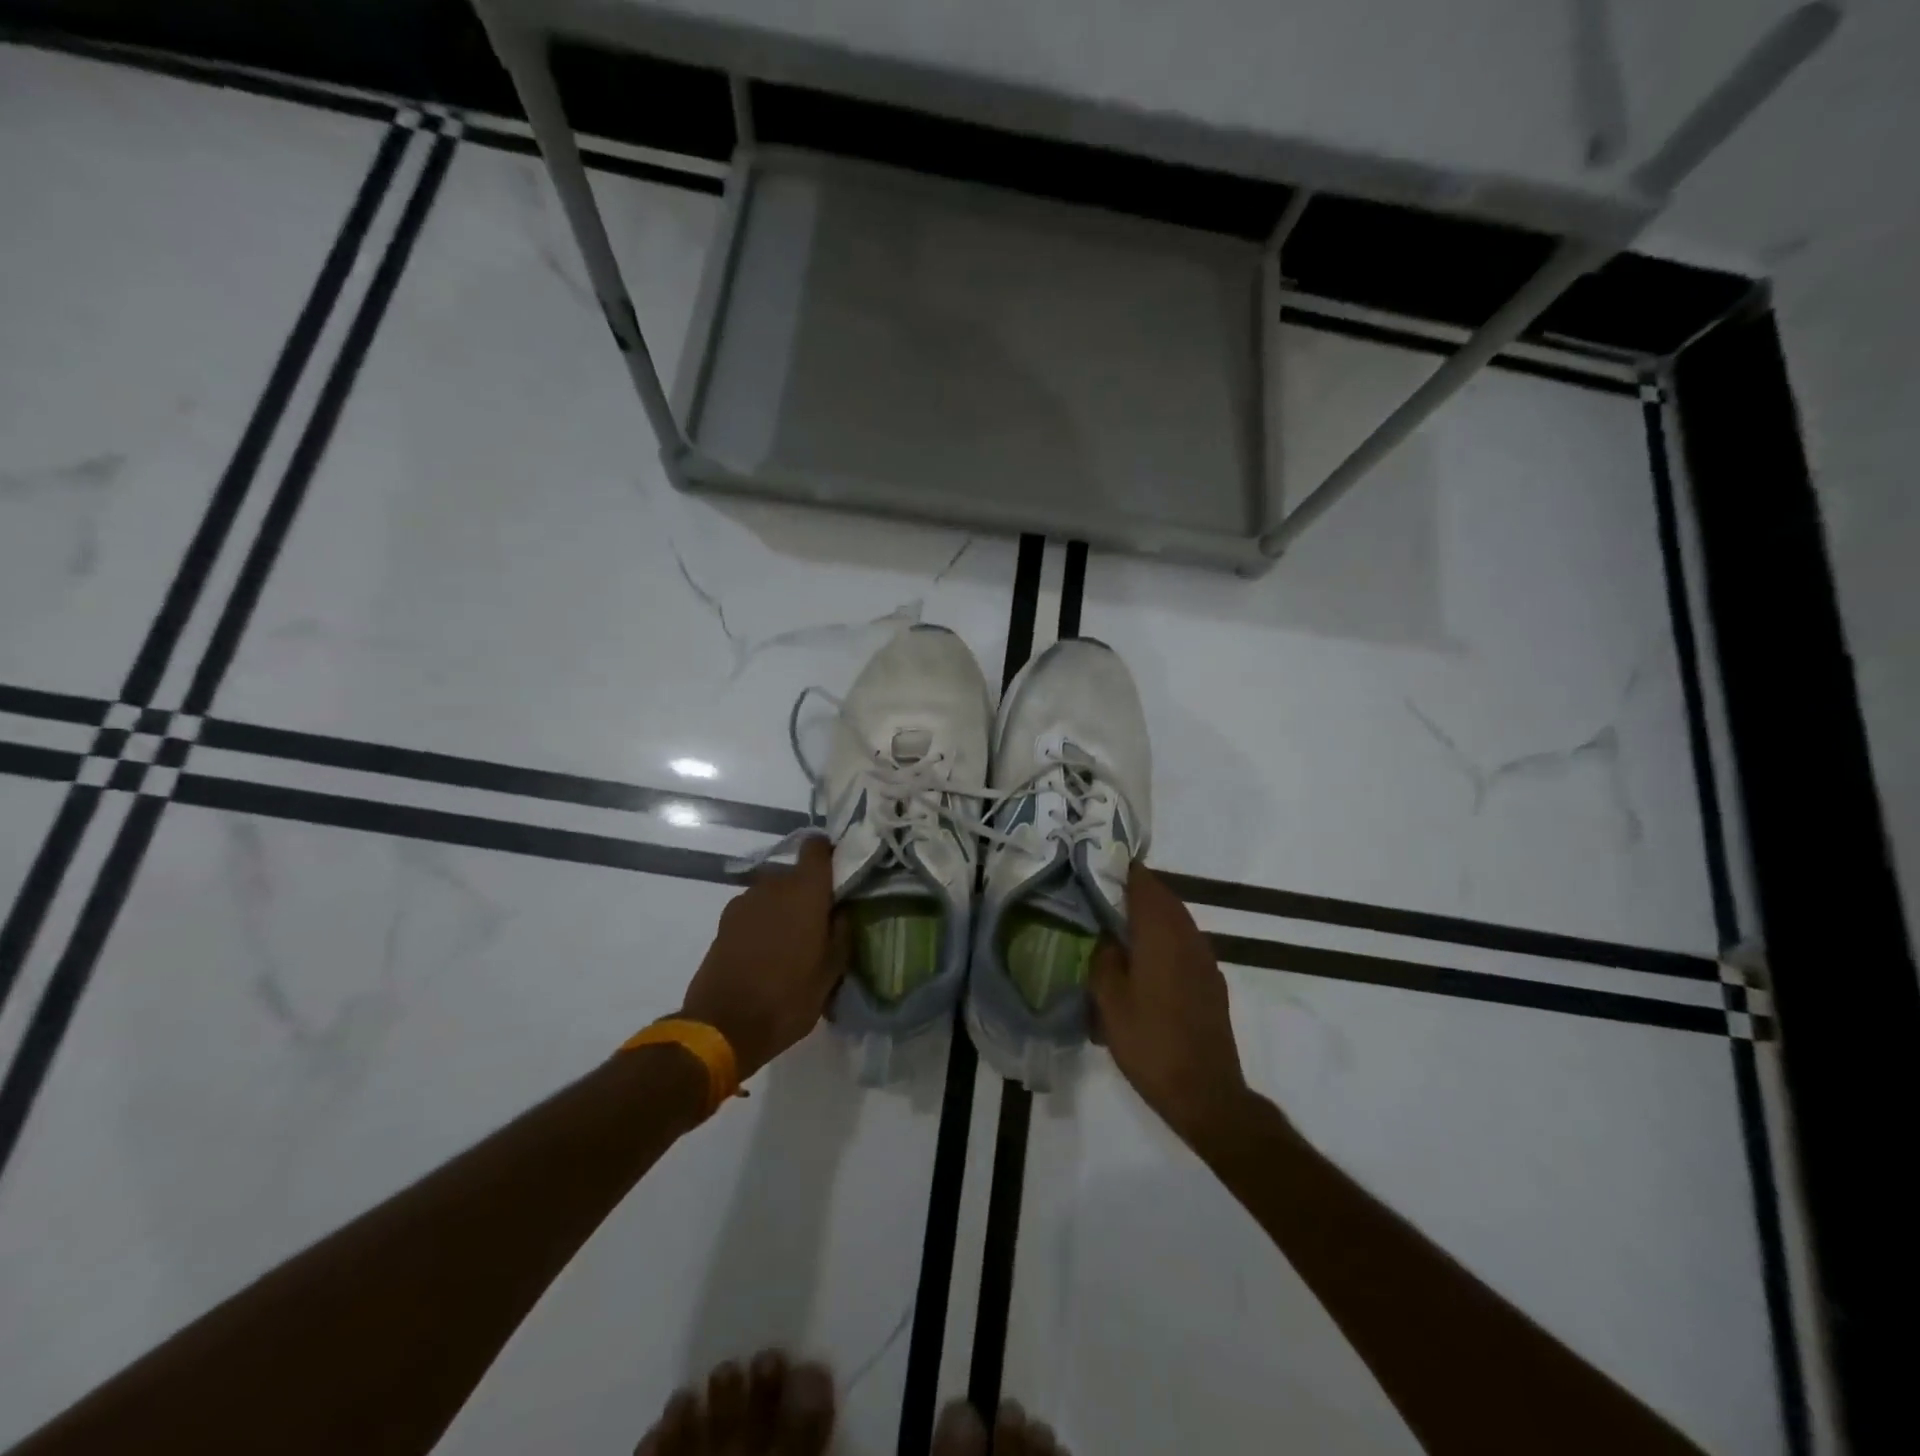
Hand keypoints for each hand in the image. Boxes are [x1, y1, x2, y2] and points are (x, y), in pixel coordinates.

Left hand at [680, 838, 848, 1079]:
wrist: (723, 1027)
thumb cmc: (788, 998)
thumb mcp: (830, 972)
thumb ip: (841, 933)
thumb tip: (842, 910)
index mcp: (806, 891)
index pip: (817, 847)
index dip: (828, 854)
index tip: (838, 872)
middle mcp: (773, 885)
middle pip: (795, 873)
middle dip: (807, 891)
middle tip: (818, 922)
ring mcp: (744, 902)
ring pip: (773, 893)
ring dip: (783, 908)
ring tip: (791, 942)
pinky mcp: (724, 922)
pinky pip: (753, 911)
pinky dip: (763, 922)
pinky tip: (766, 952)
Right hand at [1090, 863, 1250, 1145]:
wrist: (1206, 1093)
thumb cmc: (1150, 1043)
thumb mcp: (1110, 1001)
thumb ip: (1103, 958)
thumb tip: (1105, 936)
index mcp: (1161, 933)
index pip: (1143, 882)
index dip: (1120, 869)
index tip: (1095, 865)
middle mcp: (1188, 936)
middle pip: (1162, 897)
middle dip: (1132, 890)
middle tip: (1098, 893)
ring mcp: (1204, 958)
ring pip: (1175, 919)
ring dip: (1149, 914)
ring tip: (1116, 924)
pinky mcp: (1211, 980)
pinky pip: (1184, 942)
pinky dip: (1162, 937)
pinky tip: (1142, 959)